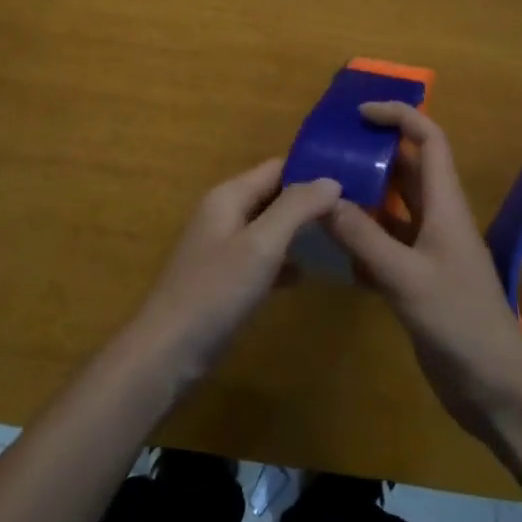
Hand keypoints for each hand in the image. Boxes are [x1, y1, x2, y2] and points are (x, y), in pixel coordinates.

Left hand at [127, 160, 341, 389]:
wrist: (167, 353)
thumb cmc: (215, 292)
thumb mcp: (261, 245)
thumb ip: (296, 208)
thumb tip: (332, 180)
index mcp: (229, 195)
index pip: (277, 168)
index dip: (311, 171)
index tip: (352, 180)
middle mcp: (224, 213)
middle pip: (273, 194)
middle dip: (309, 201)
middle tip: (353, 211)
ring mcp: (222, 247)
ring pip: (269, 227)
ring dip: (300, 231)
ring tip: (341, 237)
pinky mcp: (224, 278)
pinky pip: (261, 257)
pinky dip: (284, 259)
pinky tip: (309, 273)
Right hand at [326, 103, 521, 443]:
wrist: (498, 390)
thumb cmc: (461, 322)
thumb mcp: (407, 277)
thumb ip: (363, 238)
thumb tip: (323, 198)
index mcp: (445, 205)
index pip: (428, 140)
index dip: (400, 117)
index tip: (360, 113)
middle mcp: (437, 219)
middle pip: (406, 170)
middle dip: (373, 151)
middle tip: (328, 148)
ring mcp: (427, 251)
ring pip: (391, 207)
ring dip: (361, 194)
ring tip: (319, 187)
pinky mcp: (416, 281)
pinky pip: (382, 245)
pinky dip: (358, 237)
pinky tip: (327, 242)